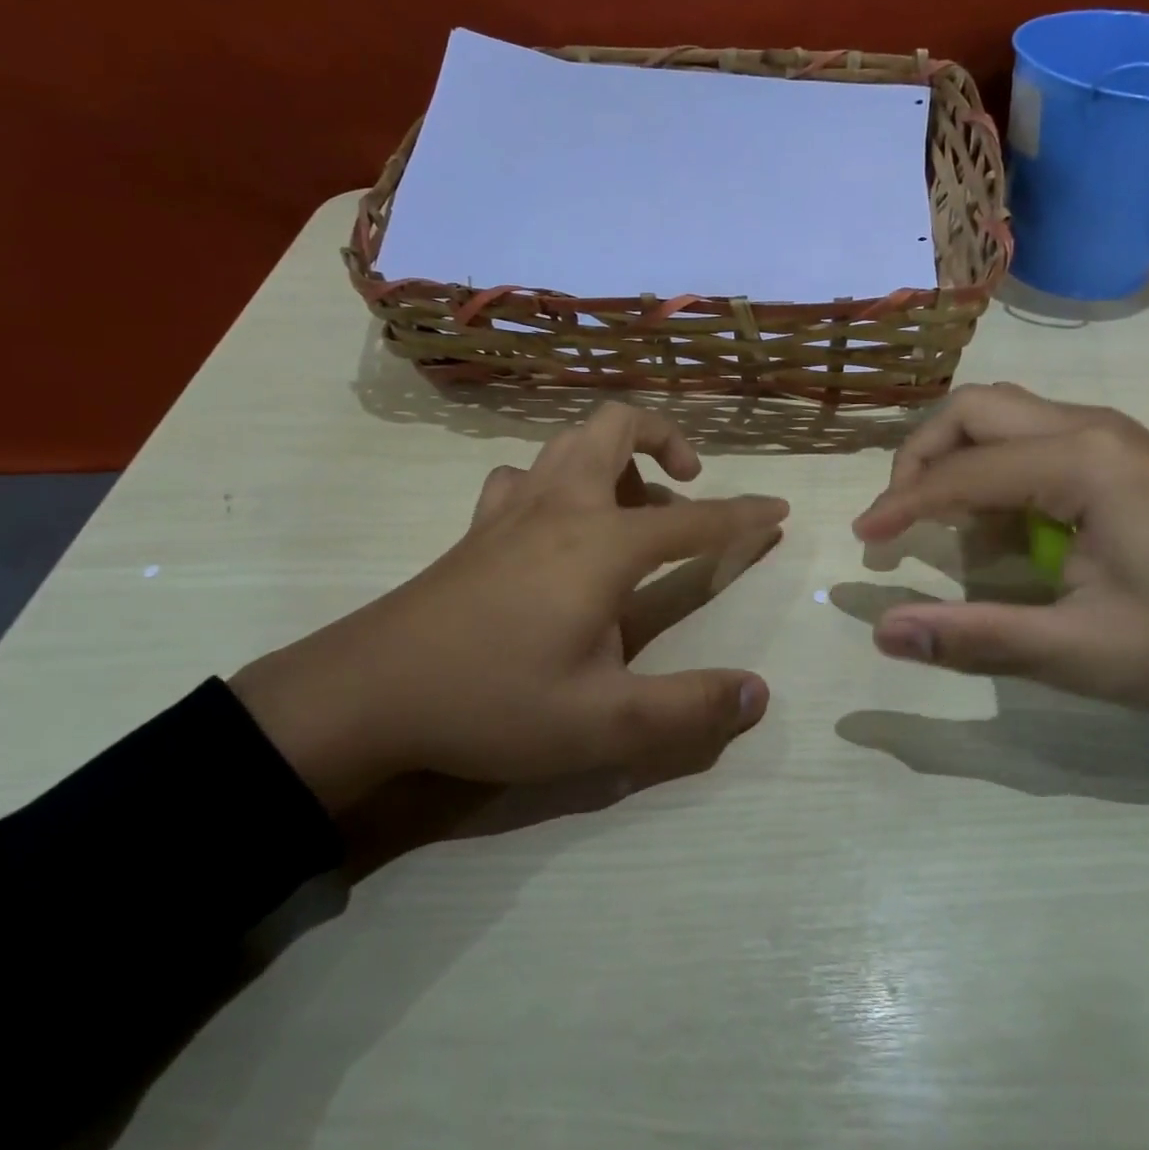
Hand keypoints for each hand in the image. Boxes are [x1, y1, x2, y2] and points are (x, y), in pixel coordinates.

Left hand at [232, 403, 787, 811]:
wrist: (371, 693)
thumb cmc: (494, 700)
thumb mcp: (604, 723)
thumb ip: (689, 711)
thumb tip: (759, 694)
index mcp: (603, 544)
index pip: (696, 520)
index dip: (744, 516)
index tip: (778, 511)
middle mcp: (563, 506)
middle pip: (617, 426)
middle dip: (665, 437)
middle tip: (688, 480)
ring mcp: (513, 509)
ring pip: (568, 442)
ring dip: (612, 455)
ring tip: (630, 506)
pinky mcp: (477, 526)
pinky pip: (523, 476)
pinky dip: (554, 481)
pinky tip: (554, 523)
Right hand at [852, 383, 1148, 730]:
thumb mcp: (1083, 653)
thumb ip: (977, 637)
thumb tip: (883, 633)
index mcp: (1083, 461)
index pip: (962, 470)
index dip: (902, 504)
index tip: (863, 541)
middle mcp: (1090, 427)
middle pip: (975, 410)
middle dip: (922, 456)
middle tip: (898, 517)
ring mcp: (1109, 437)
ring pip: (1001, 416)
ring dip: (955, 458)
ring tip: (937, 520)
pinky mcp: (1118, 457)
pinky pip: (1030, 439)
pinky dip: (991, 469)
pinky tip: (996, 524)